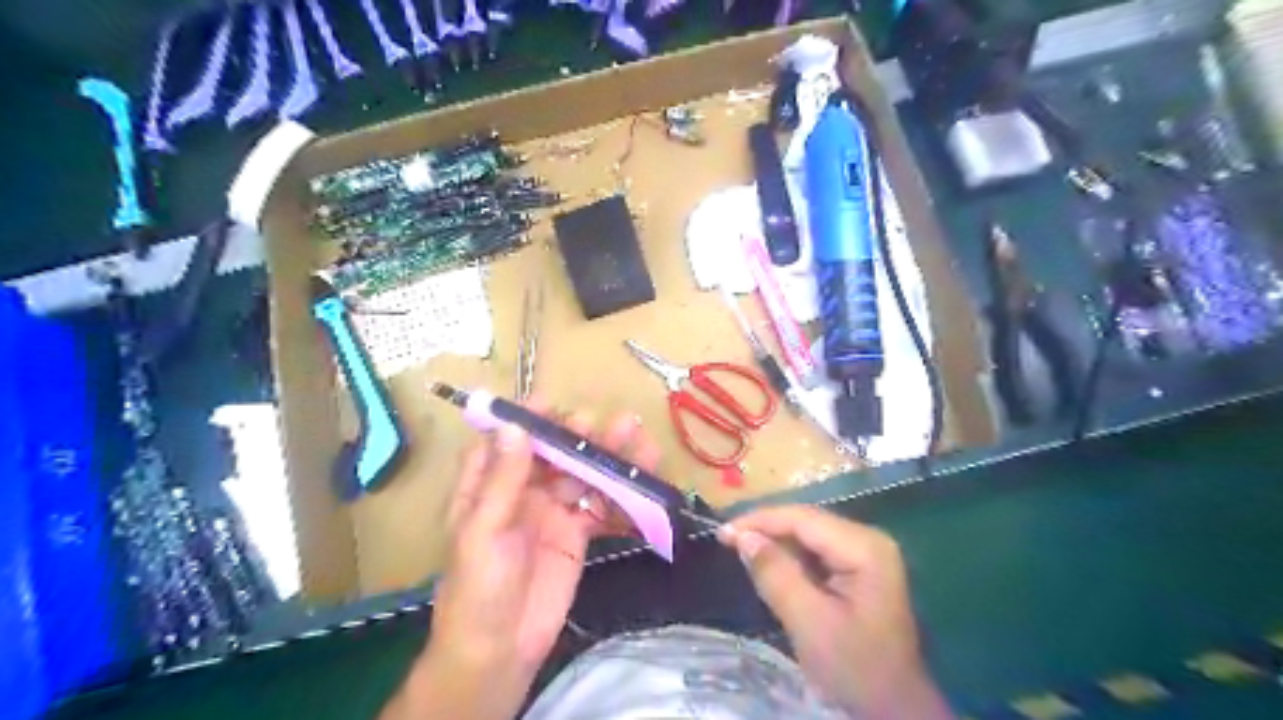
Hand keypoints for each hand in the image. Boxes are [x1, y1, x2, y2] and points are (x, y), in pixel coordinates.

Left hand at [379, 405, 654, 719]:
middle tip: (603, 423)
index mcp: (487, 486)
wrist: (501, 651)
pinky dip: (620, 493)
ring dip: (607, 457)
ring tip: (635, 437)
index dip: (526, 419)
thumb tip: (515, 426)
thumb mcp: (483, 531)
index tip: (552, 403)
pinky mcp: (576, 534)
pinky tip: (641, 480)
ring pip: (581, 474)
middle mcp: (521, 492)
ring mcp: (551, 511)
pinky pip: (600, 505)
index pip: (506, 441)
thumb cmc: (478, 588)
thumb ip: (503, 479)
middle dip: (577, 435)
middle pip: (552, 452)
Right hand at [719, 506, 951, 719]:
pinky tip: (767, 562)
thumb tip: (743, 537)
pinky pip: (815, 552)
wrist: (895, 709)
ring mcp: (865, 553)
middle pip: (806, 522)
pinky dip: (788, 556)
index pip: (803, 519)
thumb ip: (776, 574)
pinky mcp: (858, 569)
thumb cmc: (855, 667)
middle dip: (765, 528)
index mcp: (864, 547)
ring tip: (739, 548)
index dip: (760, 520)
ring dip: (774, 541)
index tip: (722, 532)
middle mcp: (867, 539)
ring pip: (808, 535)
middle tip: (726, 540)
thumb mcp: (809, 622)